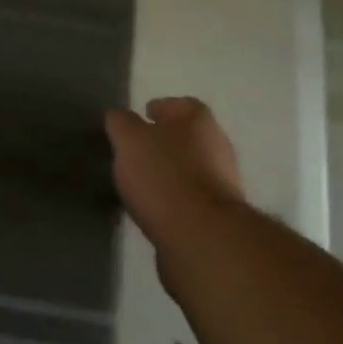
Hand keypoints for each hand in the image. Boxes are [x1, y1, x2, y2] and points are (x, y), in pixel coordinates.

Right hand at [105, 97, 246, 249]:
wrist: (202, 239)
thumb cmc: (163, 176)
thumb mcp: (128, 139)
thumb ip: (121, 123)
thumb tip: (119, 118)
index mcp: (199, 120)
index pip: (180, 104)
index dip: (159, 109)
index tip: (140, 119)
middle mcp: (218, 146)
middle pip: (187, 137)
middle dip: (163, 143)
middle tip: (135, 151)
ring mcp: (223, 183)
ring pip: (190, 169)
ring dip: (169, 173)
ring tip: (140, 183)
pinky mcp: (220, 217)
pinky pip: (191, 199)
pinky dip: (174, 200)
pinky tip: (154, 209)